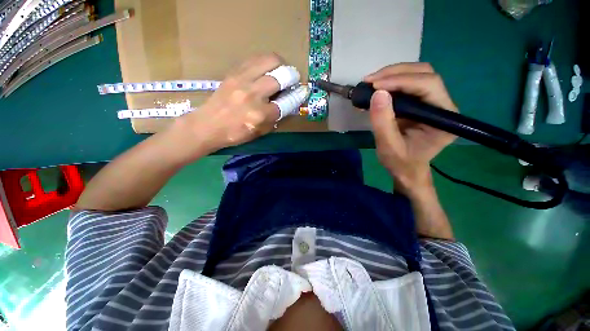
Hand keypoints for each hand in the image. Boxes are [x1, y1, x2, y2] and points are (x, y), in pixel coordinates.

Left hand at [173, 54, 296, 156]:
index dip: (298, 96)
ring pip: (270, 61)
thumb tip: (288, 103)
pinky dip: (266, 62)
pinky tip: (266, 70)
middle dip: (292, 77)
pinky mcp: (234, 72)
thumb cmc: (235, 133)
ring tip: (281, 71)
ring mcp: (242, 80)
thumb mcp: (260, 132)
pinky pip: (255, 59)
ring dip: (281, 65)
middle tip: (293, 80)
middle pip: (281, 77)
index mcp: (260, 115)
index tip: (304, 91)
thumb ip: (275, 117)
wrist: (208, 125)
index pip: (286, 102)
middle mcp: (253, 95)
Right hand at [365, 63, 457, 195]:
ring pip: (417, 74)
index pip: (428, 85)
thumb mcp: (388, 146)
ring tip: (370, 84)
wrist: (407, 169)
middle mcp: (443, 104)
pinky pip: (408, 84)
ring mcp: (433, 102)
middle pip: (424, 73)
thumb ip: (383, 122)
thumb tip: (377, 93)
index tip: (374, 85)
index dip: (401, 81)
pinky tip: (376, 89)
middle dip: (395, 73)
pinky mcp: (421, 103)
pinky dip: (390, 82)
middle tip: (369, 81)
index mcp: (444, 117)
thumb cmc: (401, 162)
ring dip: (392, 75)